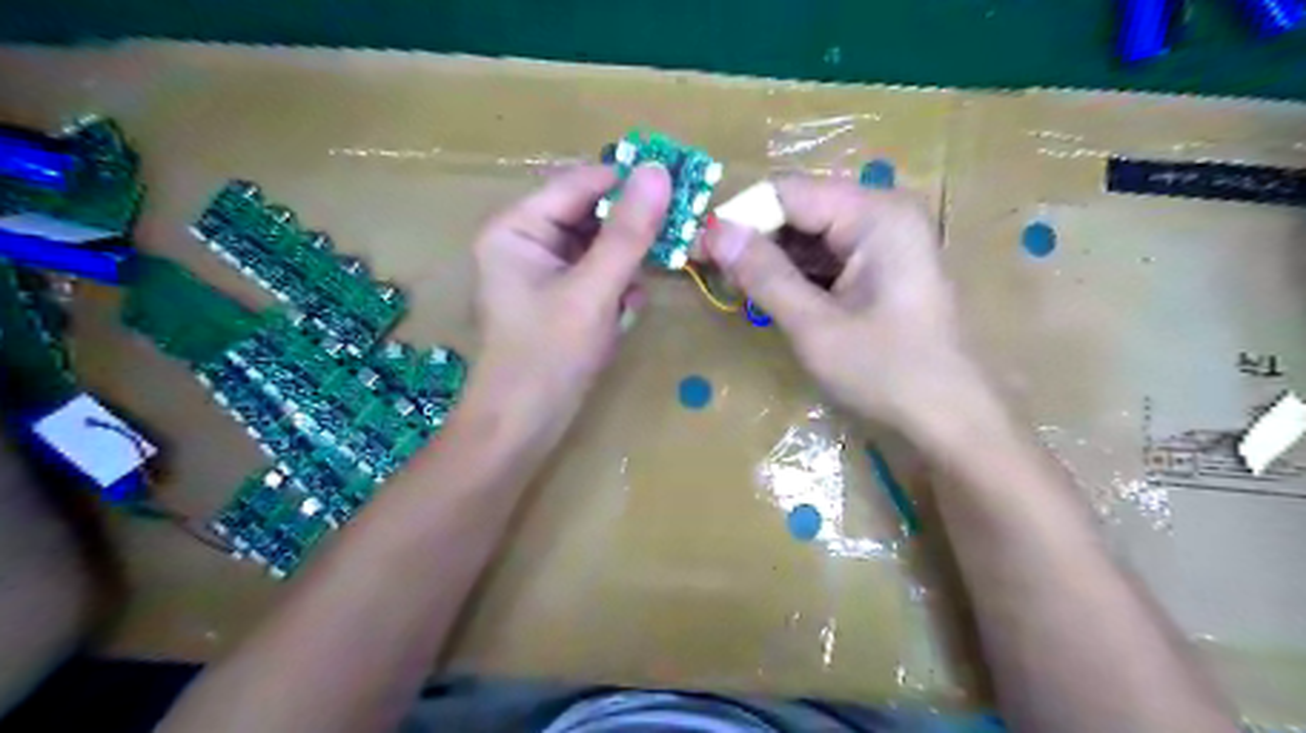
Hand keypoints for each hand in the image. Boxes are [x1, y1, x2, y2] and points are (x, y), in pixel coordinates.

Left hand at [469, 164, 673, 425]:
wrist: (522, 425)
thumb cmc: (549, 356)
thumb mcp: (594, 290)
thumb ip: (628, 232)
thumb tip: (659, 171)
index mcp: (517, 227)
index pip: (580, 184)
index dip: (628, 181)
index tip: (680, 184)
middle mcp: (525, 240)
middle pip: (589, 213)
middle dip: (630, 229)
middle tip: (678, 231)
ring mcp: (542, 271)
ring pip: (597, 246)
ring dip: (626, 262)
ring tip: (646, 282)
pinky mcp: (558, 297)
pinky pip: (596, 274)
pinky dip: (616, 285)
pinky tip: (626, 309)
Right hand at [705, 174, 990, 434]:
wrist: (947, 416)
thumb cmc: (886, 372)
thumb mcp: (815, 326)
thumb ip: (764, 275)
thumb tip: (713, 232)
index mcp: (875, 215)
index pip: (788, 192)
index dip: (740, 216)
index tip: (700, 248)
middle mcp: (883, 212)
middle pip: (800, 207)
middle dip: (754, 237)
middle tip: (712, 270)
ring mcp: (885, 237)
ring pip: (809, 231)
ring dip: (771, 256)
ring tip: (733, 284)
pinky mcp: (881, 263)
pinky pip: (827, 252)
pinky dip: (795, 270)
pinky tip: (769, 292)